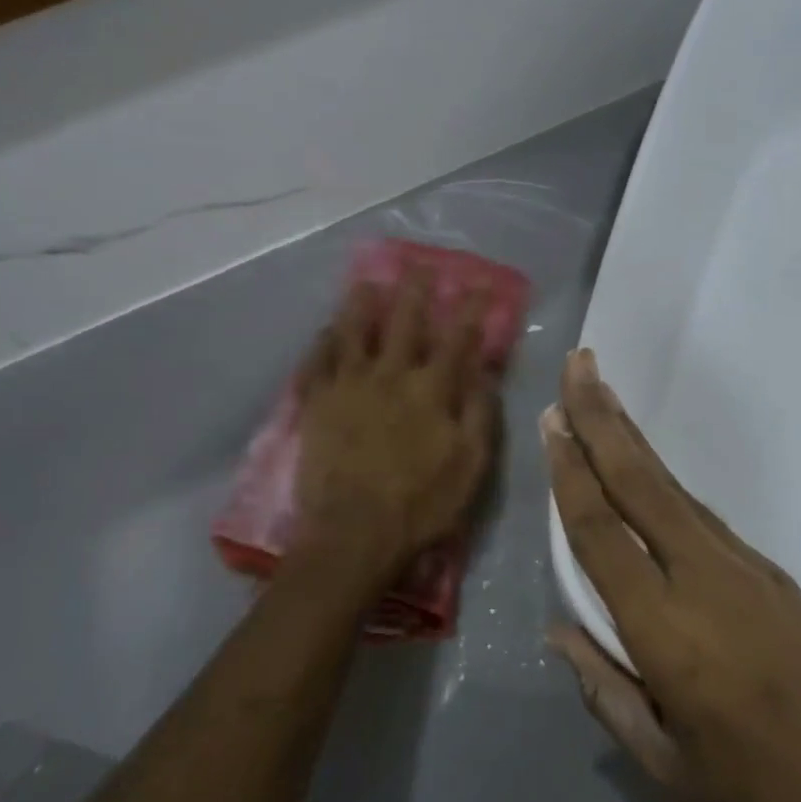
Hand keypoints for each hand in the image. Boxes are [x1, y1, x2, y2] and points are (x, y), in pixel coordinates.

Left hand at [293, 269, 500, 574]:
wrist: (354, 534)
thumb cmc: (421, 506)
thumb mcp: (471, 467)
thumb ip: (480, 415)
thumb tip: (485, 373)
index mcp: (431, 390)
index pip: (456, 339)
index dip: (470, 310)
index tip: (480, 286)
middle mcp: (389, 376)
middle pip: (403, 323)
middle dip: (415, 292)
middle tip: (418, 267)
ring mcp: (348, 386)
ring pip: (353, 331)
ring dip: (362, 304)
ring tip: (366, 283)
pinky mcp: (315, 404)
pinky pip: (317, 361)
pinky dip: (323, 341)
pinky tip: (325, 330)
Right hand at [542, 349, 800, 801]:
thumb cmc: (773, 796)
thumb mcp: (670, 767)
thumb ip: (606, 693)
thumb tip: (561, 632)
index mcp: (667, 630)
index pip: (601, 532)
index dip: (570, 473)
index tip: (550, 421)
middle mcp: (703, 578)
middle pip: (640, 483)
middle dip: (602, 419)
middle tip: (578, 364)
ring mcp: (745, 568)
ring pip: (672, 489)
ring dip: (632, 440)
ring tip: (601, 399)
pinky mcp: (772, 574)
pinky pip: (700, 515)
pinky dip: (663, 481)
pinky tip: (646, 472)